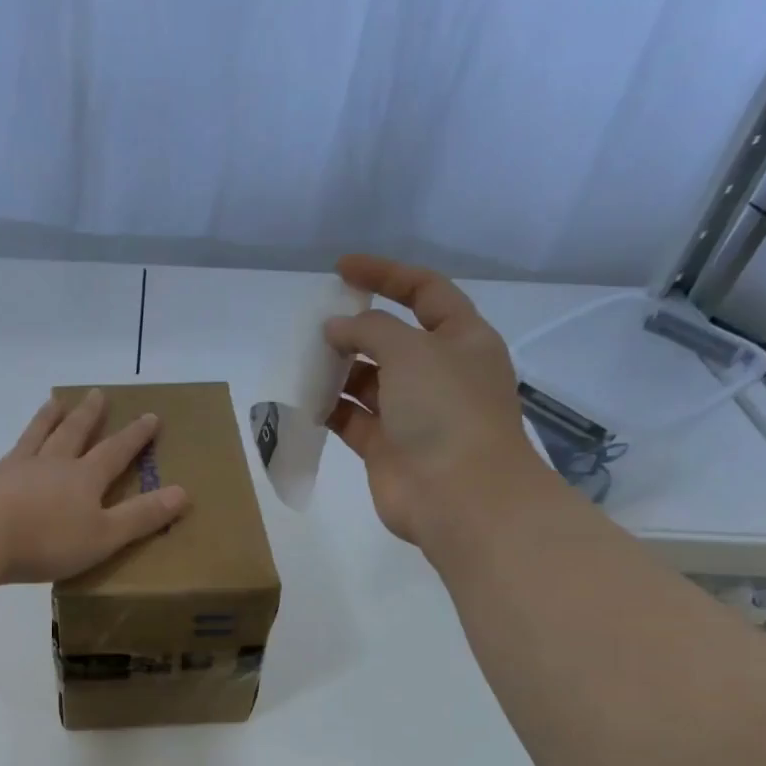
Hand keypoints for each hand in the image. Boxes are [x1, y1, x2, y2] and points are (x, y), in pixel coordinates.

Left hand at [0, 388, 189, 583]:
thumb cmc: (48, 540)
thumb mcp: (105, 535)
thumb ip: (141, 516)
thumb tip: (183, 493)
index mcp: (85, 478)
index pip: (116, 451)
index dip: (135, 435)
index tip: (151, 416)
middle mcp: (55, 464)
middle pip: (76, 433)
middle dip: (90, 415)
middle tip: (97, 394)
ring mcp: (21, 468)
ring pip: (41, 434)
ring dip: (51, 417)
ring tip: (55, 400)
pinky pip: (13, 452)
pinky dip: (20, 441)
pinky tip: (16, 445)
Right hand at [324, 255, 544, 545]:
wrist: (460, 497)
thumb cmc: (446, 411)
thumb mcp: (412, 351)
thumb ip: (370, 330)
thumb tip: (336, 330)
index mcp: (461, 339)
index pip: (425, 291)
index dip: (386, 274)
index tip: (342, 269)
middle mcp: (438, 373)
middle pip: (392, 338)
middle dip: (355, 329)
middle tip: (316, 325)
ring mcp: (412, 412)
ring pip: (368, 380)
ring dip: (338, 369)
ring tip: (305, 361)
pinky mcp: (386, 446)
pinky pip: (352, 418)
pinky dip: (329, 407)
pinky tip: (304, 399)